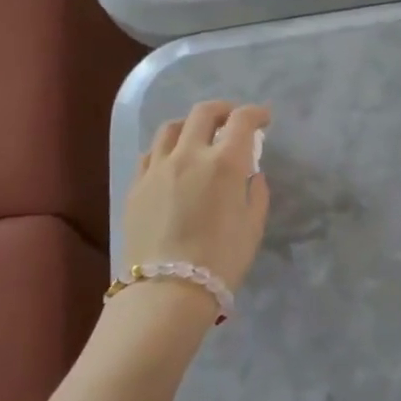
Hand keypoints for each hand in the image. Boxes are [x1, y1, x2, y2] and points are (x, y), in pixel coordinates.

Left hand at [121, 101, 270, 295]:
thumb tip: (252, 175)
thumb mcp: (253, 226)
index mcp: (225, 163)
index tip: (264, 119)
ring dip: (191, 124)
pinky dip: (167, 147)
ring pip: (172, 127)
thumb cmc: (222, 260)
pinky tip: (172, 160)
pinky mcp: (136, 185)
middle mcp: (190, 154)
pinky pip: (151, 153)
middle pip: (204, 113)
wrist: (168, 290)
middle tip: (233, 120)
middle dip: (224, 110)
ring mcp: (158, 167)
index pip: (242, 121)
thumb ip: (257, 193)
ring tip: (199, 136)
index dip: (256, 114)